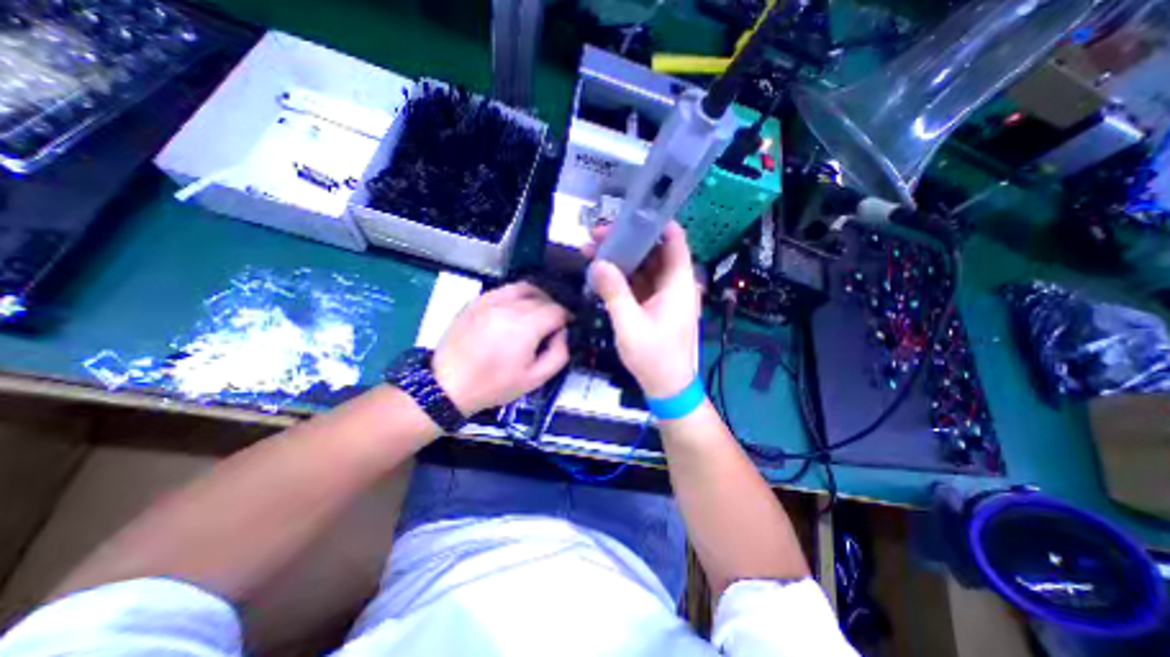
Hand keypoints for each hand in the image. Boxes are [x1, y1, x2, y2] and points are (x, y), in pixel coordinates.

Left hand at [434, 281, 571, 416]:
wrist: (447, 385)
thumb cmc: (494, 385)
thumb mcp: (535, 378)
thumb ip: (559, 353)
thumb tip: (563, 332)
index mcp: (525, 326)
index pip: (557, 310)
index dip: (567, 318)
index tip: (567, 328)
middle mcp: (508, 306)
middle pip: (543, 298)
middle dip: (553, 310)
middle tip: (553, 326)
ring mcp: (490, 300)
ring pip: (525, 288)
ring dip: (538, 297)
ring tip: (538, 312)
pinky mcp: (477, 301)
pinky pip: (505, 289)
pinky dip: (517, 296)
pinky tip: (516, 310)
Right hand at [589, 221, 696, 396]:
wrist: (668, 387)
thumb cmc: (655, 358)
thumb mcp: (630, 325)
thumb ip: (614, 292)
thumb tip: (598, 264)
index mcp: (678, 283)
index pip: (675, 241)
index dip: (656, 223)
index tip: (628, 216)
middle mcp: (674, 284)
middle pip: (654, 251)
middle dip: (627, 241)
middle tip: (596, 236)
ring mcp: (664, 295)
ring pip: (644, 267)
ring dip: (621, 259)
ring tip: (592, 251)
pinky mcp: (654, 305)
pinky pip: (639, 283)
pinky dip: (622, 277)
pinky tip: (602, 273)